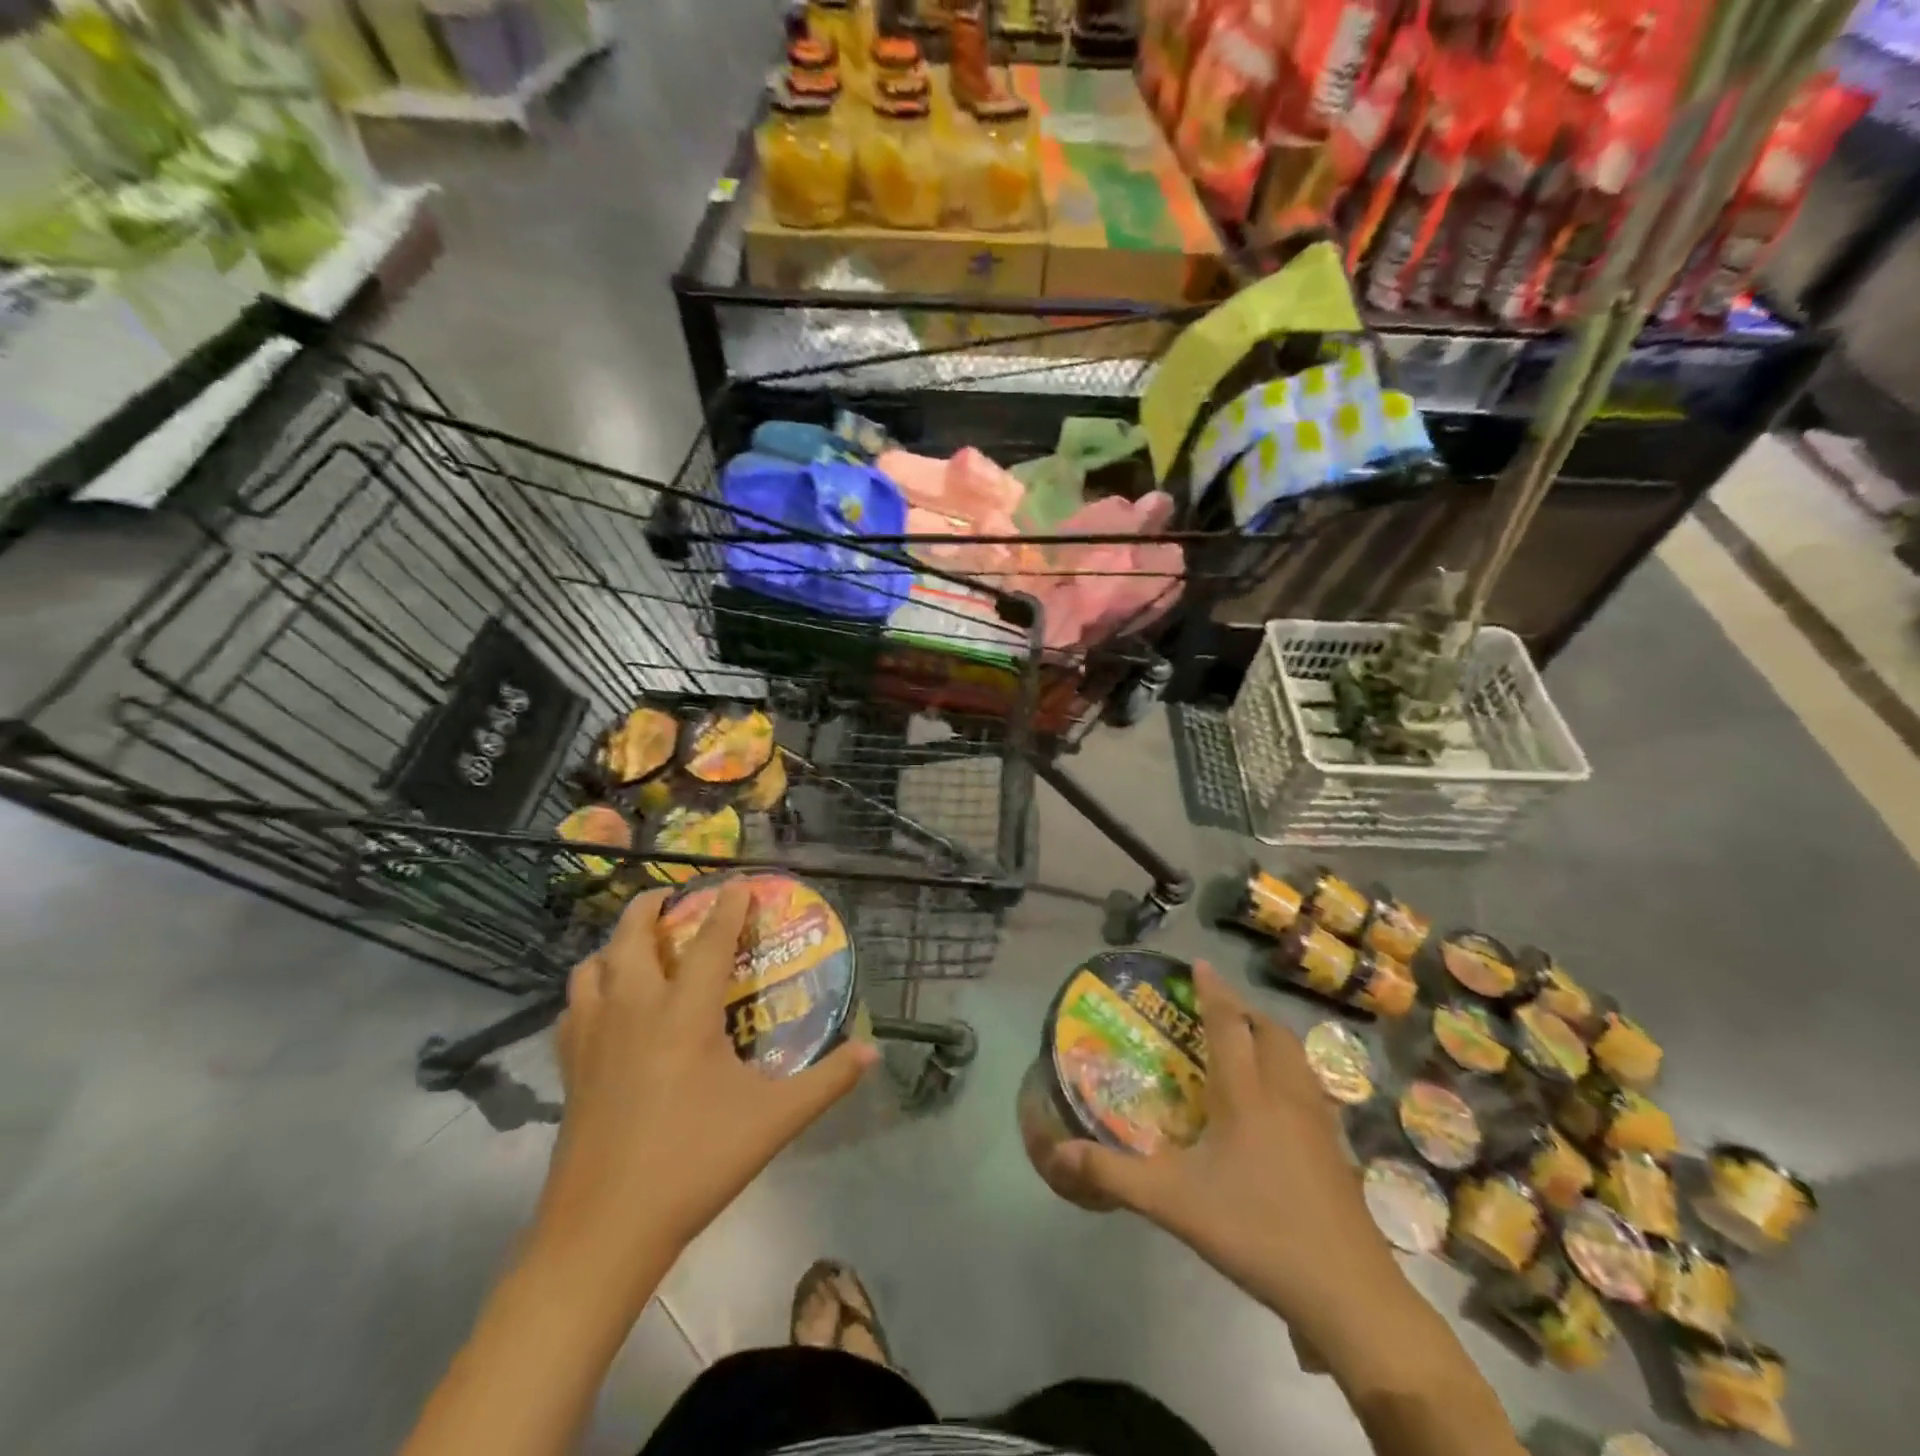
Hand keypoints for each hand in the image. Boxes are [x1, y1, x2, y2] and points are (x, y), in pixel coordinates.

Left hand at [537, 883, 878, 1297]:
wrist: (604, 1231)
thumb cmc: (695, 1163)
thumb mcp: (774, 1121)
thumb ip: (827, 1081)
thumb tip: (873, 1052)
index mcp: (684, 1013)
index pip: (709, 940)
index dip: (727, 906)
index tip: (738, 882)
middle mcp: (634, 1009)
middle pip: (632, 934)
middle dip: (653, 904)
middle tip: (675, 897)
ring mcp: (593, 1036)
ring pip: (592, 965)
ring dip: (615, 943)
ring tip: (638, 945)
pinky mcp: (569, 1067)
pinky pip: (572, 1006)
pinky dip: (590, 989)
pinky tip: (606, 1006)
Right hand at [1033, 962, 1399, 1336]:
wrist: (1347, 1292)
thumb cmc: (1257, 1230)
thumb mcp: (1173, 1203)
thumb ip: (1113, 1175)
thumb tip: (1058, 1153)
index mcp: (1246, 1094)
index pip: (1228, 1024)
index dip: (1213, 990)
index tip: (1200, 964)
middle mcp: (1284, 1094)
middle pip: (1271, 1033)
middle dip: (1245, 1012)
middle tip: (1219, 1013)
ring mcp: (1318, 1122)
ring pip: (1298, 1058)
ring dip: (1272, 1039)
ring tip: (1248, 1048)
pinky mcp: (1336, 1151)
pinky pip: (1311, 1089)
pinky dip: (1291, 1075)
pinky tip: (1278, 1106)